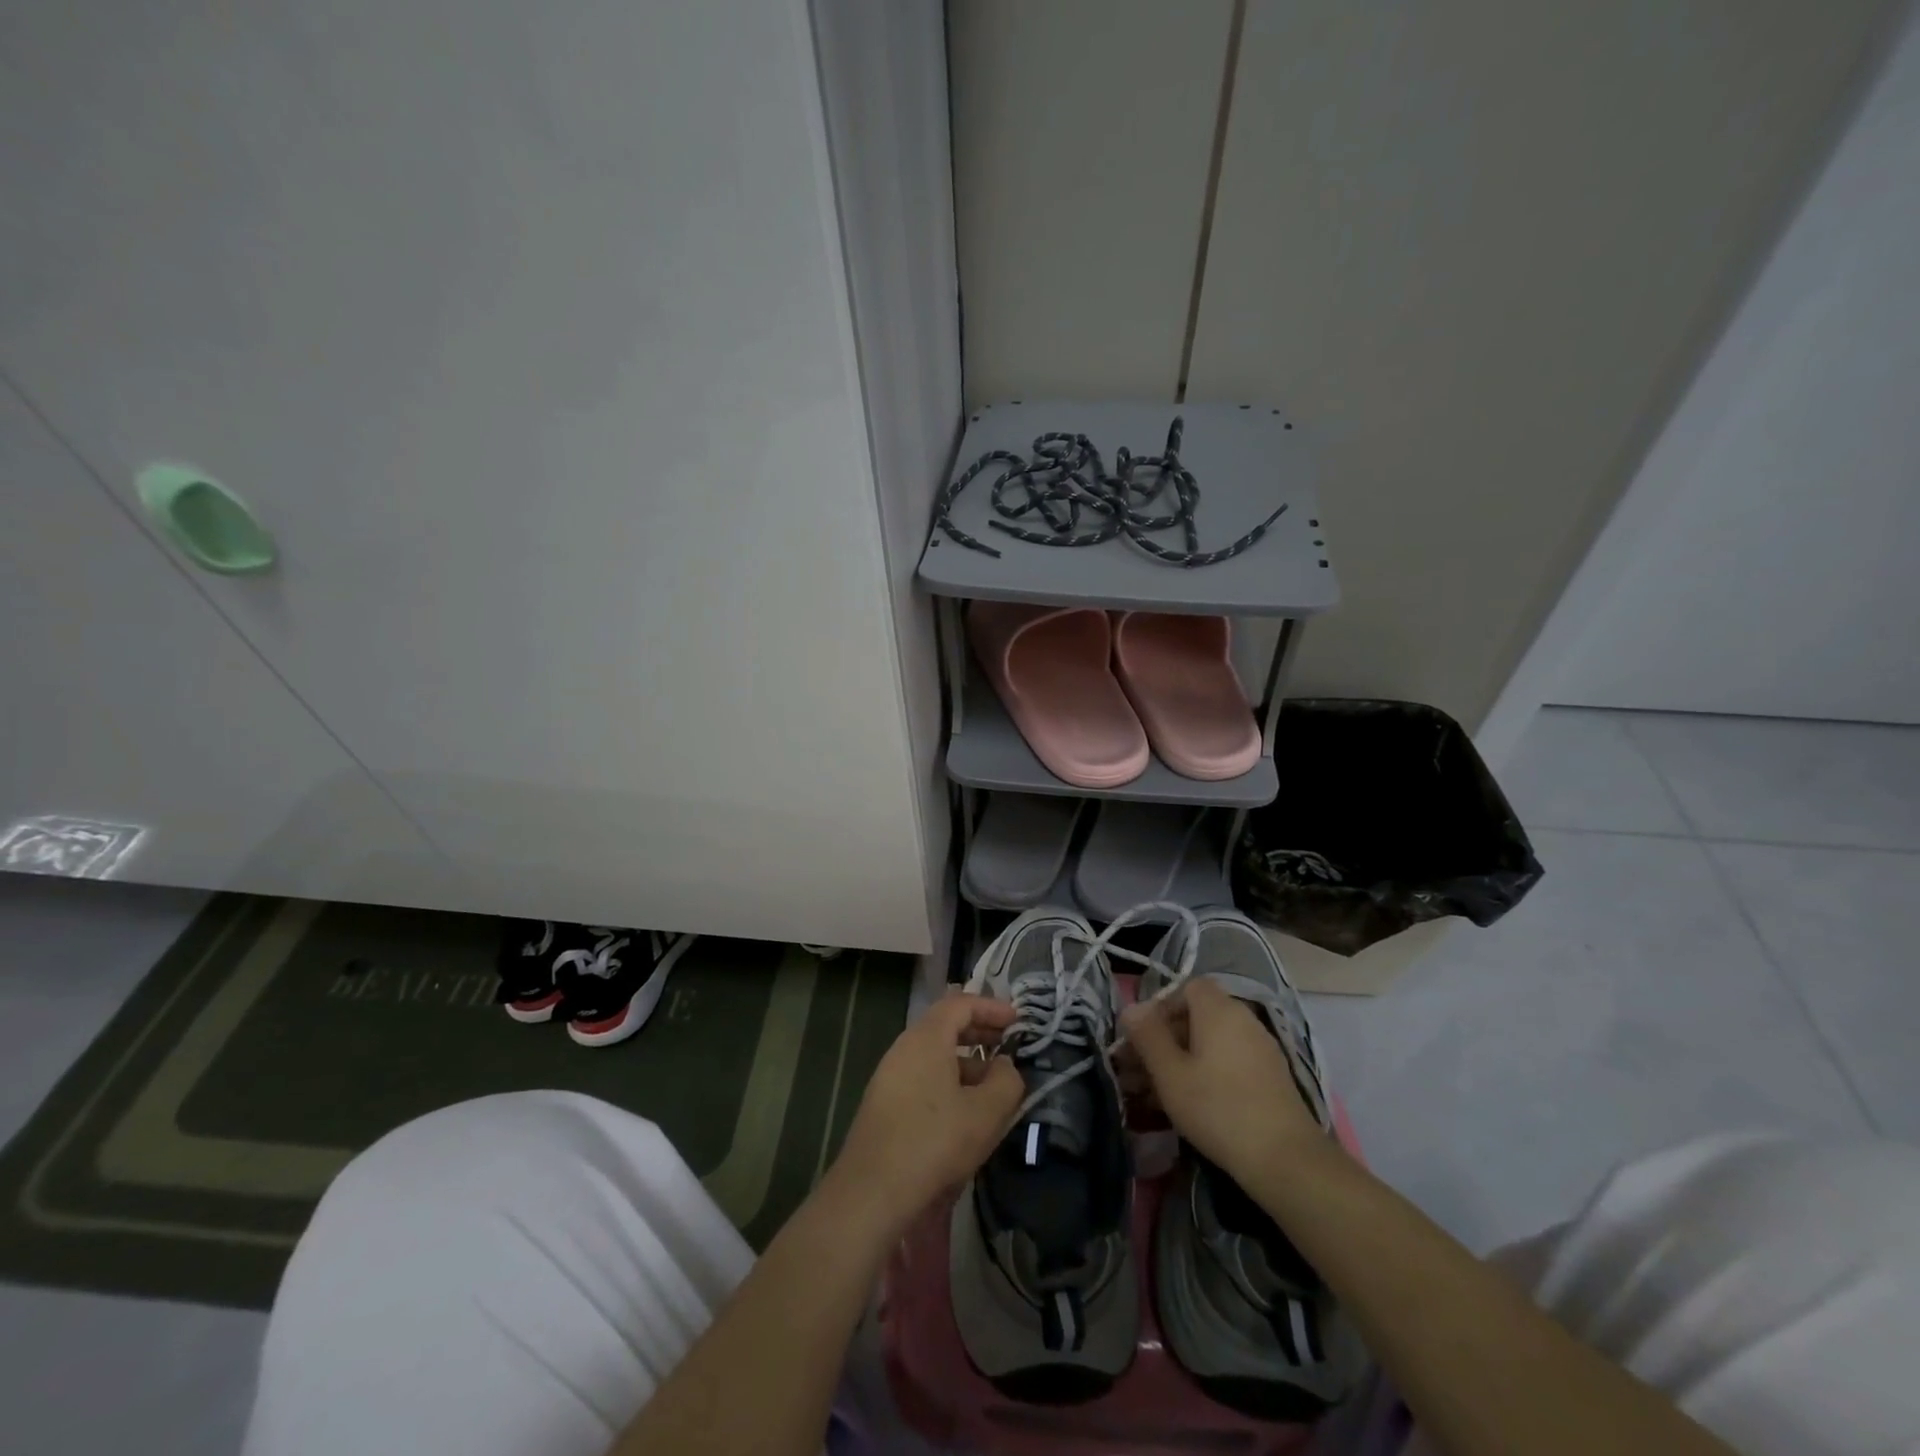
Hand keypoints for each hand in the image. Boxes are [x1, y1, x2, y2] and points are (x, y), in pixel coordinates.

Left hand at [828, 993, 1023, 1230]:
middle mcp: (904, 1048)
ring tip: (993, 1087)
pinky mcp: (884, 1105)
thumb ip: (1007, 1081)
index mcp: (926, 1038)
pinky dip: (948, 1082)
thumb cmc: (934, 1142)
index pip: (961, 1003)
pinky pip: (923, 1078)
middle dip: (980, 1033)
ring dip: (966, 1063)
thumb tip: (1005, 1066)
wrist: (871, 1193)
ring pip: (934, 1056)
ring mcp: (889, 1076)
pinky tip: (965, 1113)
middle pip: (945, 1026)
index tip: (1018, 1020)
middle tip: (1008, 1047)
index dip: (991, 1007)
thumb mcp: (986, 1113)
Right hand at [1120, 978, 1324, 1185]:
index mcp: (1219, 1010)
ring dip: (1179, 1061)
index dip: (1160, 1006)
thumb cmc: (1218, 1108)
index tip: (1142, 1037)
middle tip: (1136, 1070)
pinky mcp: (1268, 1078)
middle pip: (1196, 1016)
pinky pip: (1226, 1063)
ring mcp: (1259, 1049)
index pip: (1186, 987)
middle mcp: (1243, 1020)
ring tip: (1150, 1094)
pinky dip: (1203, 1074)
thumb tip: (1132, 1008)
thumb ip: (1148, 1036)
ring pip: (1209, 1045)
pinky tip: (1185, 1105)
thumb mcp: (1170, 1073)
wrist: (1286, 1160)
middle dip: (1163, 1039)